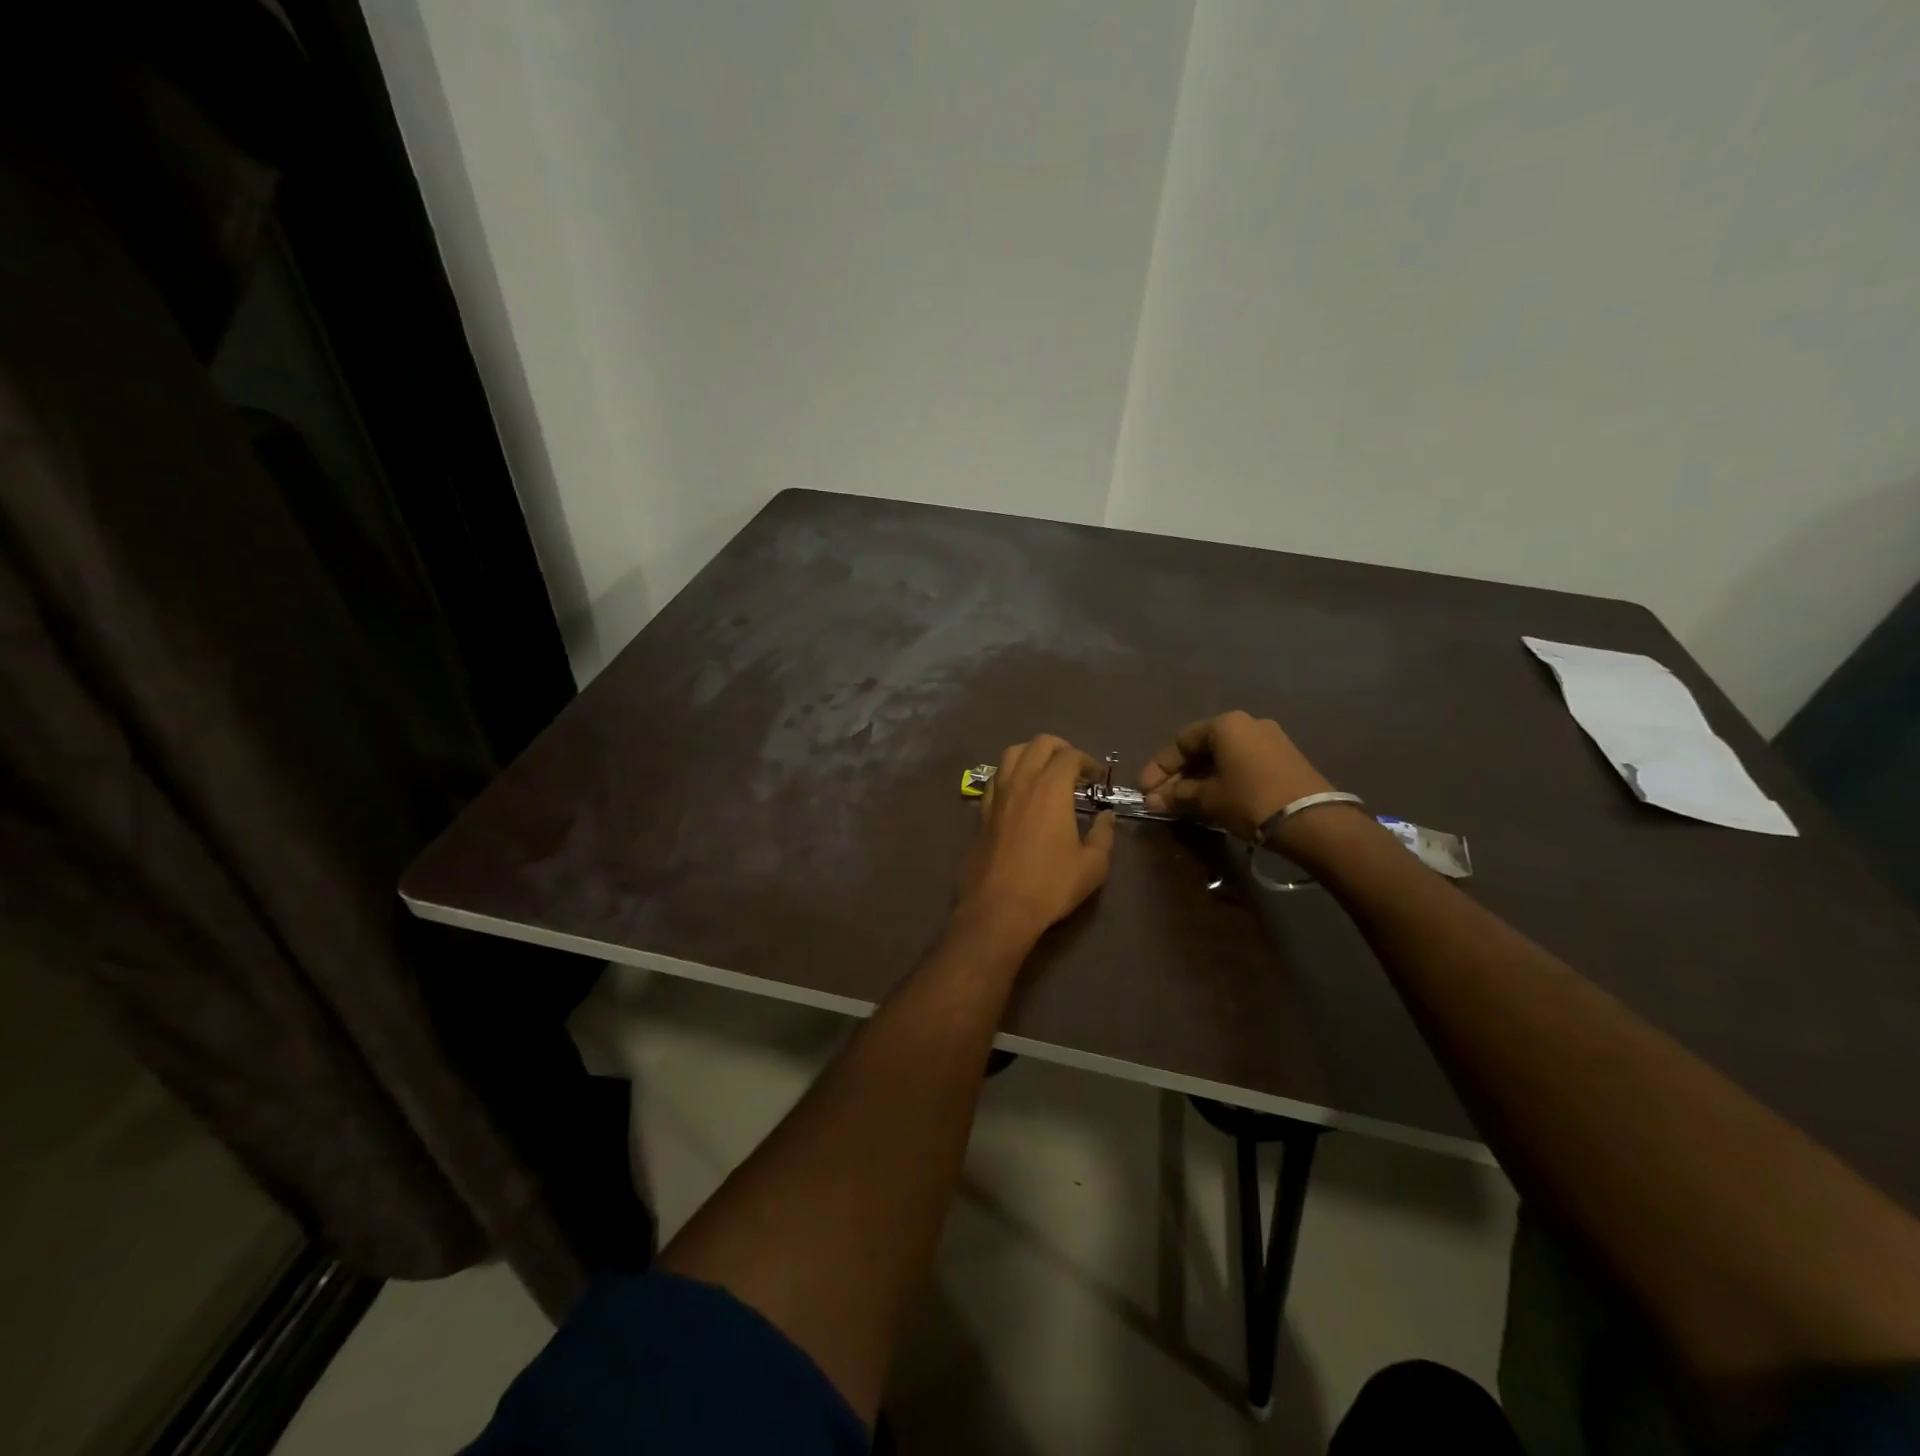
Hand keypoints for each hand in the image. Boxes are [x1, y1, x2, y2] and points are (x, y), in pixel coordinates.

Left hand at [958, 735, 1115, 943]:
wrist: (998, 907)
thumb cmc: (1050, 885)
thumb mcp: (1092, 865)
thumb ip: (1103, 835)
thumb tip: (1107, 817)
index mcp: (1051, 788)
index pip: (1070, 756)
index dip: (1088, 761)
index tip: (1097, 777)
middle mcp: (1021, 781)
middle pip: (1039, 743)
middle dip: (1061, 748)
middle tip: (1074, 769)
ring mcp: (997, 794)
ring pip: (1011, 753)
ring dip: (1032, 754)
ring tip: (1045, 773)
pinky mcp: (981, 811)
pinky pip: (996, 777)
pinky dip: (1011, 774)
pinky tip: (1020, 793)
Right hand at [1138, 710, 1332, 840]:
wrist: (1314, 821)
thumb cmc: (1251, 801)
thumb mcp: (1208, 799)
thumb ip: (1177, 796)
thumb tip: (1152, 800)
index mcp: (1225, 724)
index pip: (1180, 741)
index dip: (1158, 767)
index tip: (1145, 791)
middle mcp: (1247, 723)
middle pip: (1201, 748)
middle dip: (1178, 775)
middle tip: (1161, 800)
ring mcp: (1270, 740)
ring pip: (1222, 757)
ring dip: (1199, 779)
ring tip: (1184, 804)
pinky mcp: (1284, 759)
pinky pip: (1241, 764)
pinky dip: (1222, 779)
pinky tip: (1212, 800)